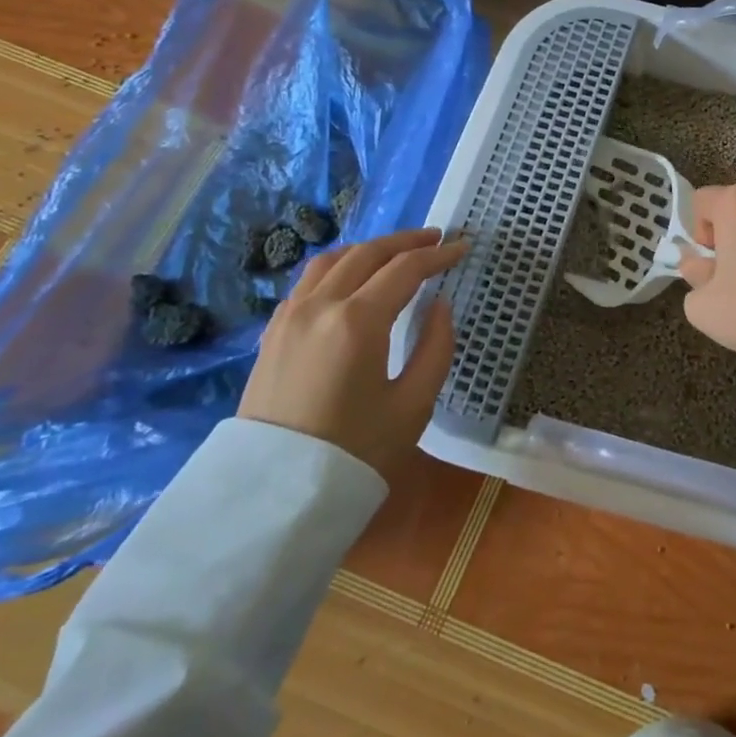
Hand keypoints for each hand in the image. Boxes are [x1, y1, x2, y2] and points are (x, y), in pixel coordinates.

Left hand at [238, 227, 466, 478]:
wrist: (274, 497)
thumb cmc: (355, 452)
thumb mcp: (414, 405)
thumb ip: (435, 346)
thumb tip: (439, 306)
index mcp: (357, 321)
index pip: (405, 269)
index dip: (438, 255)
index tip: (463, 247)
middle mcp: (319, 306)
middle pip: (367, 254)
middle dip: (405, 242)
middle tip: (436, 239)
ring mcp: (289, 317)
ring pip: (332, 261)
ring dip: (369, 249)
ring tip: (395, 252)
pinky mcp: (272, 334)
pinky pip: (308, 282)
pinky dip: (338, 267)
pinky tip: (351, 279)